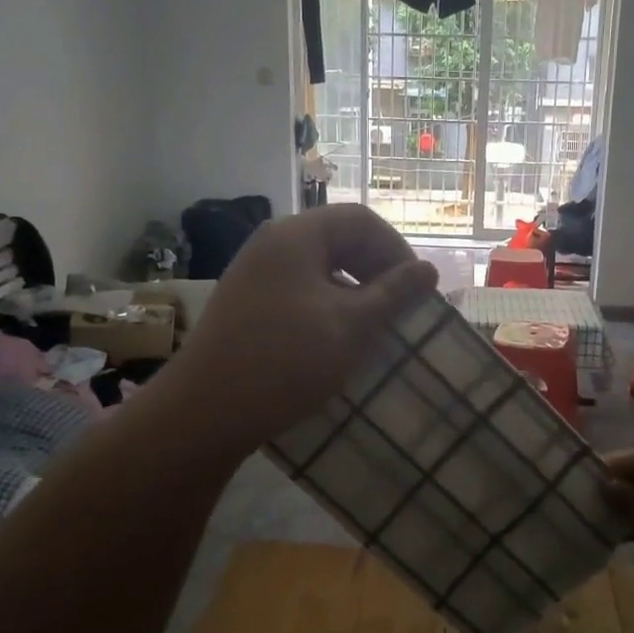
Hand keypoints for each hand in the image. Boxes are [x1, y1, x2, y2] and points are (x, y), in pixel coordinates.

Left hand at [160, 205, 438, 451]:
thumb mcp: (351, 325)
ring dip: (353, 290)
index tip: (418, 288)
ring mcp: (253, 274)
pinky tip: (336, 339)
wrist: (205, 412)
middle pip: (337, 239)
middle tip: (400, 307)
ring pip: (318, 268)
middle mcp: (271, 244)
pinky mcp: (245, 305)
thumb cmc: (287, 360)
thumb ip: (393, 293)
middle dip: (375, 268)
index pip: (360, 220)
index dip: (396, 248)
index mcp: (296, 235)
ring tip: (373, 326)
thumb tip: (428, 269)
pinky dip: (326, 305)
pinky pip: (297, 290)